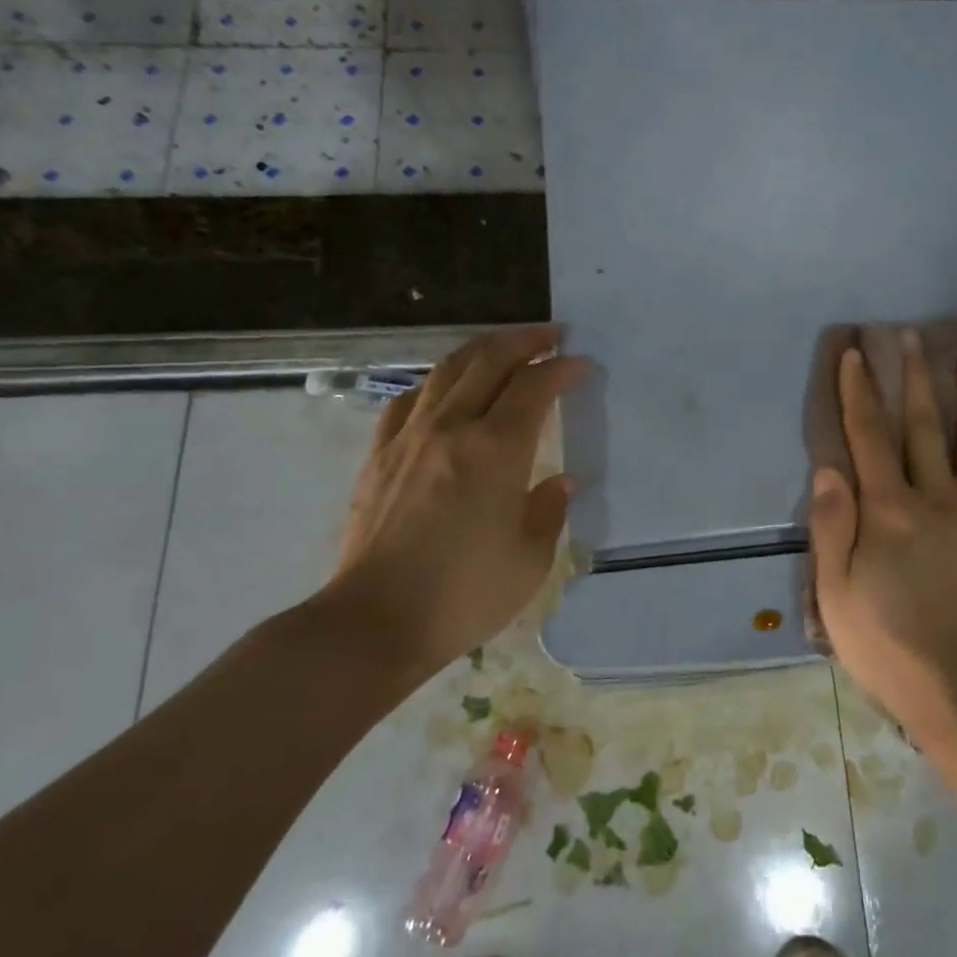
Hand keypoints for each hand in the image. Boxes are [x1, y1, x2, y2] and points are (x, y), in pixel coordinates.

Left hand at [325, 325, 586, 672]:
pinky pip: (410, 399)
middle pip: (489, 359)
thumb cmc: (464, 593)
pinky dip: (437, 382)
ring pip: (447, 369)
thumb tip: (560, 481)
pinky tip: (444, 389)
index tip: (581, 364)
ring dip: (482, 349)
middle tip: (551, 335)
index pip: (534, 386)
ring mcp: (410, 436)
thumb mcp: (530, 558)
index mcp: (496, 448)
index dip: (562, 369)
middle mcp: (452, 427)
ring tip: (505, 347)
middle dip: (525, 340)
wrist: (375, 621)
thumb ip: (549, 509)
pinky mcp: (380, 455)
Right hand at [809, 330, 956, 739]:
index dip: (858, 391)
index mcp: (888, 510)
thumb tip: (830, 467)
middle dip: (915, 378)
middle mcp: (937, 498)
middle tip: (915, 336)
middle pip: (923, 426)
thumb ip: (830, 525)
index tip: (855, 354)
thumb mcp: (833, 591)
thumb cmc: (884, 642)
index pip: (868, 436)